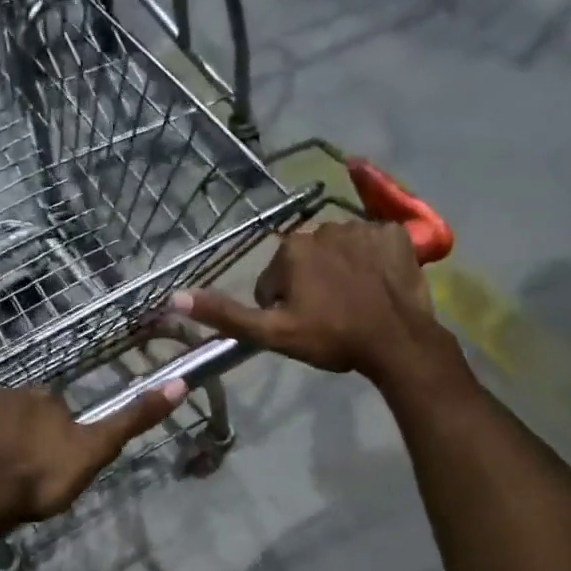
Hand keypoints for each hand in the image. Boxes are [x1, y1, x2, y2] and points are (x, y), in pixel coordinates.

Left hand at [0, 381, 186, 532]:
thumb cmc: (39, 478)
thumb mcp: (94, 451)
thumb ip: (132, 420)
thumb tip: (179, 384)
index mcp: (42, 397)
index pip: (56, 411)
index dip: (59, 440)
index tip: (55, 468)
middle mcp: (4, 394)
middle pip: (23, 417)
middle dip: (27, 441)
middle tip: (28, 479)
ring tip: (1, 485)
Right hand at [170, 220, 444, 382]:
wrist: (396, 342)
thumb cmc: (331, 338)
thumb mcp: (272, 333)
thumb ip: (226, 314)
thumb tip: (174, 297)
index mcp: (292, 249)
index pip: (273, 279)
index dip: (282, 307)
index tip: (301, 326)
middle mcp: (324, 227)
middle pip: (306, 261)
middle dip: (310, 285)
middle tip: (328, 317)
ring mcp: (363, 228)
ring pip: (338, 251)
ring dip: (340, 272)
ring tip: (353, 304)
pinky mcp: (396, 234)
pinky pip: (374, 243)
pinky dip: (373, 261)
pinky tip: (377, 286)